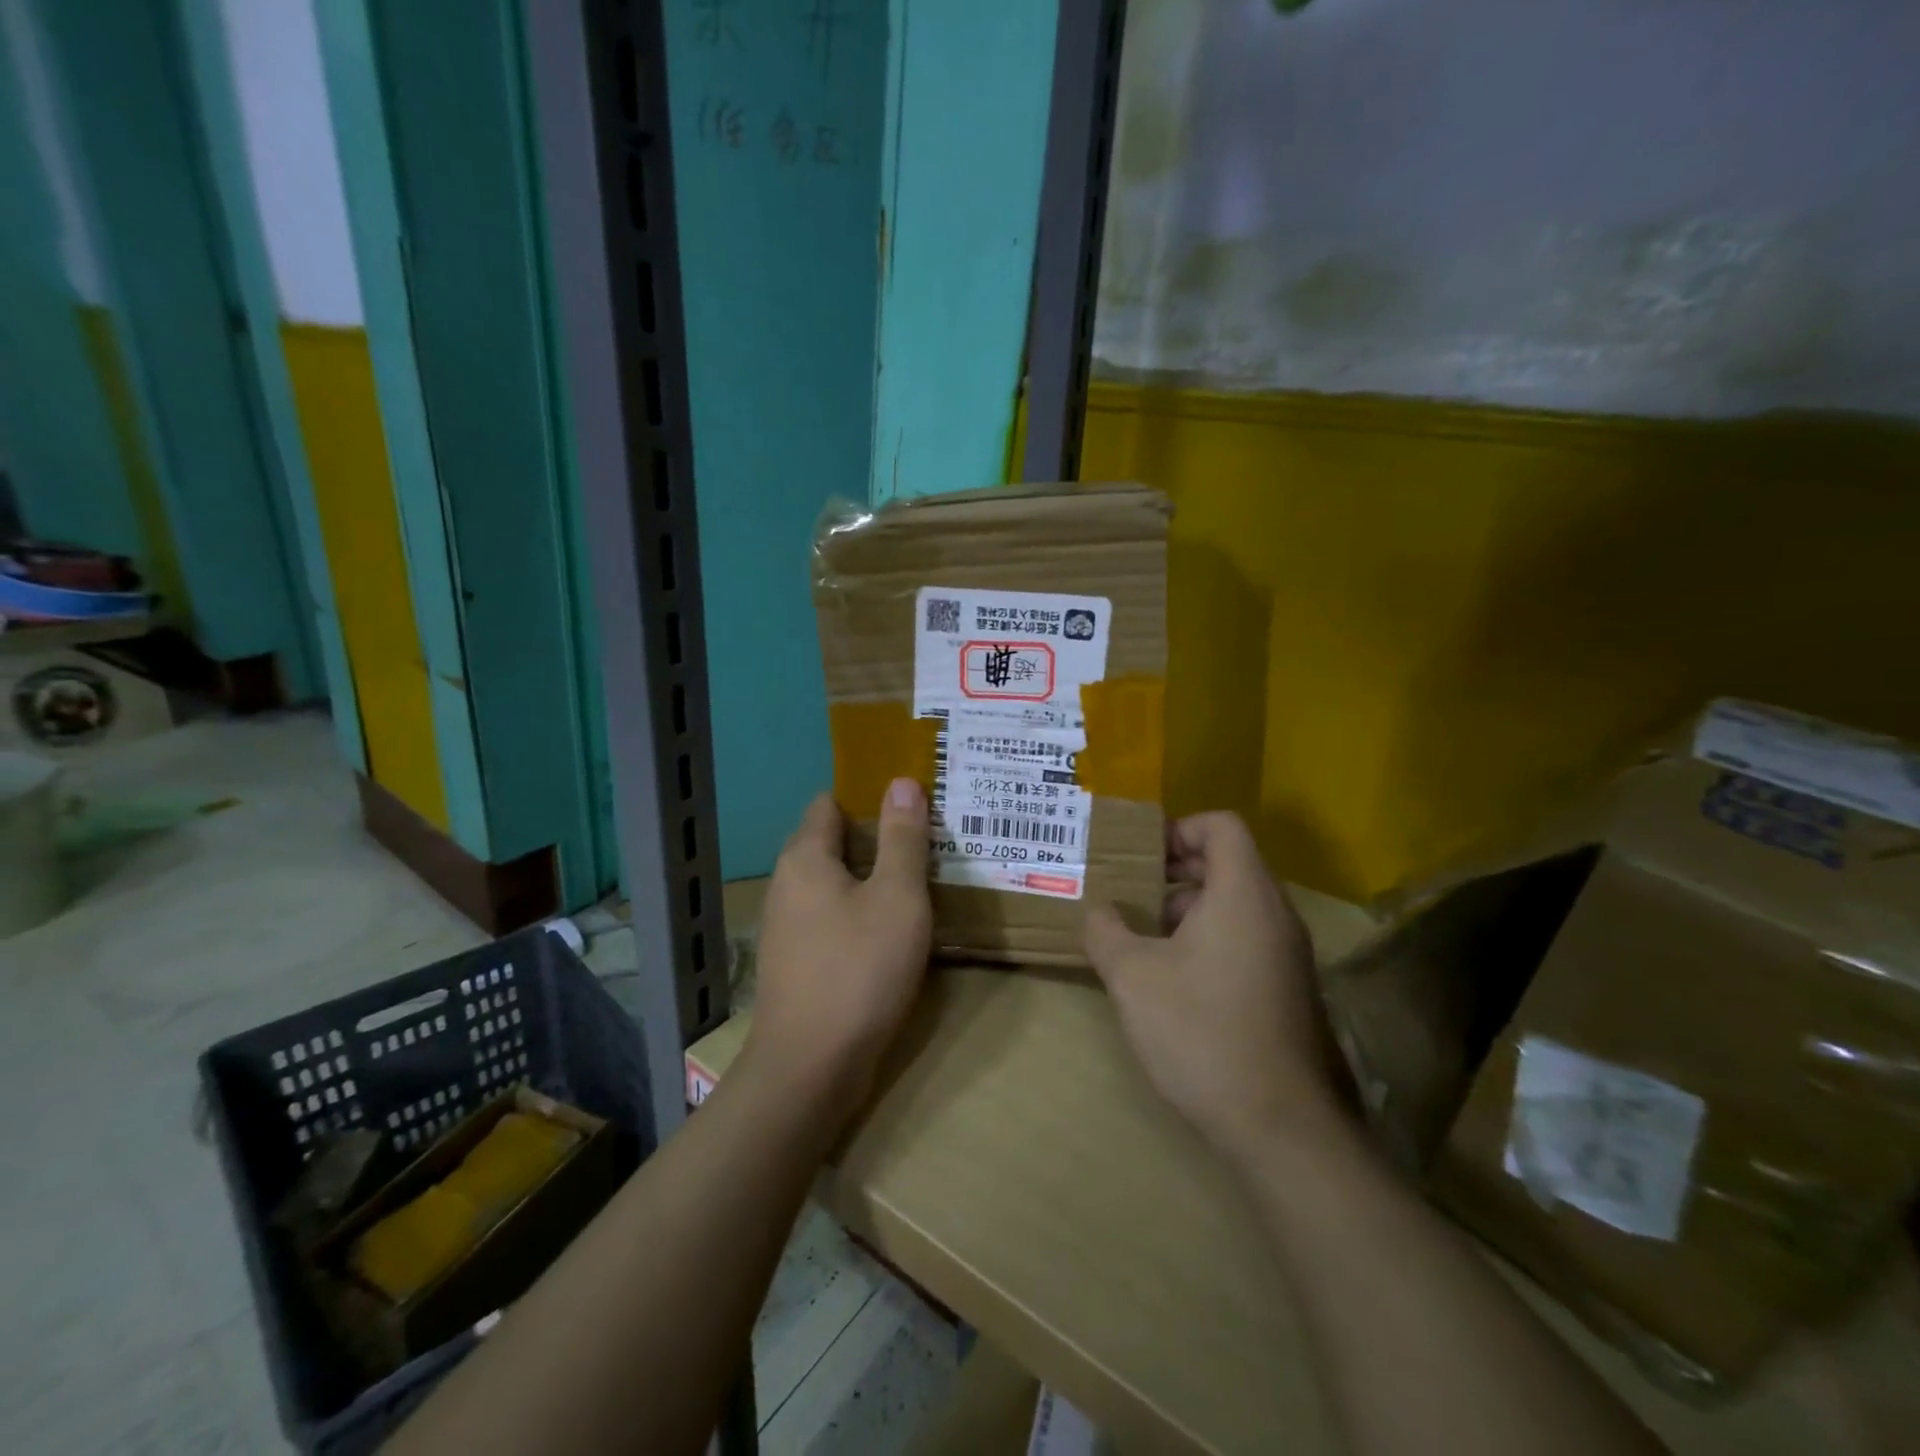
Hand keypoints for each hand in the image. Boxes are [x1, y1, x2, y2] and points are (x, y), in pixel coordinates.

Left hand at [745, 780, 932, 1119]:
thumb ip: (902, 838)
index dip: (870, 796)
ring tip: (919, 880)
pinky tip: (894, 929)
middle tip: (928, 841)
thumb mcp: (897, 898)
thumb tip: (900, 781)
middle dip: (878, 838)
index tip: (913, 803)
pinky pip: (832, 917)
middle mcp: (787, 884)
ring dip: (872, 878)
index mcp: (805, 858)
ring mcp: (787, 926)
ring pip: (835, 883)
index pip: (831, 803)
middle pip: (833, 843)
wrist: (809, 1069)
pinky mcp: (796, 961)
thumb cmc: (858, 971)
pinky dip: (861, 912)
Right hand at [1084, 812, 1341, 1162]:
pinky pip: (1247, 939)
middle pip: (1229, 862)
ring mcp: (1288, 954)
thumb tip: (1097, 911)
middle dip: (1175, 871)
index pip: (1221, 825)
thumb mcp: (1132, 976)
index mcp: (1243, 893)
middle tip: (1132, 894)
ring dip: (1189, 909)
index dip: (1179, 828)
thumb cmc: (1201, 1031)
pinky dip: (1209, 940)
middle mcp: (1275, 914)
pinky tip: (1173, 980)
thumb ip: (1106, 931)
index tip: (1140, 856)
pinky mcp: (1289, 990)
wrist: (1280, 1126)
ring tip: (1144, 940)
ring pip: (1236, 904)